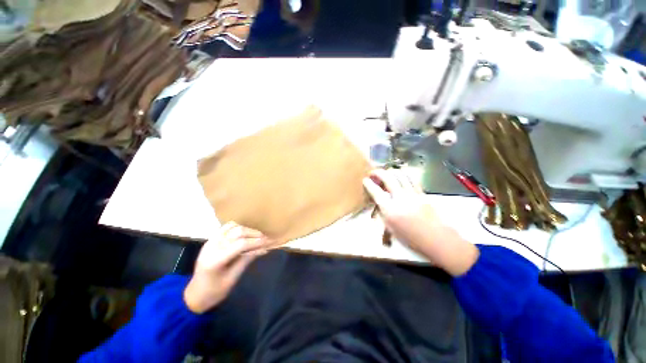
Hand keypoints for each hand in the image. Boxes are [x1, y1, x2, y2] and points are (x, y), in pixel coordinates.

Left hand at [183, 222, 269, 313]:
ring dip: (246, 230)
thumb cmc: (214, 292)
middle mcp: (212, 246)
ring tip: (256, 237)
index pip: (241, 244)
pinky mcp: (210, 240)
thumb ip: (247, 260)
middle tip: (265, 239)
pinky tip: (244, 235)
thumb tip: (264, 248)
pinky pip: (226, 227)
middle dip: (254, 234)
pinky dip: (238, 228)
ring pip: (233, 226)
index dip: (257, 242)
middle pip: (237, 232)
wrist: (194, 295)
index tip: (269, 242)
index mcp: (215, 260)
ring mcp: (210, 241)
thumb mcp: (233, 278)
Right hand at [362, 169, 478, 275]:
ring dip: (391, 171)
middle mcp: (400, 198)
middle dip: (378, 172)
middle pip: (388, 178)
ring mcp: (413, 194)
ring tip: (386, 173)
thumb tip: (379, 204)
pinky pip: (412, 179)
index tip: (365, 180)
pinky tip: (401, 175)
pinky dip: (404, 174)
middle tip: (373, 173)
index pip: (376, 192)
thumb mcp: (391, 229)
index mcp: (390, 210)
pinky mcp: (422, 194)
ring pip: (400, 175)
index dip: (368, 184)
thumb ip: (383, 214)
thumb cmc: (411, 239)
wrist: (436, 239)